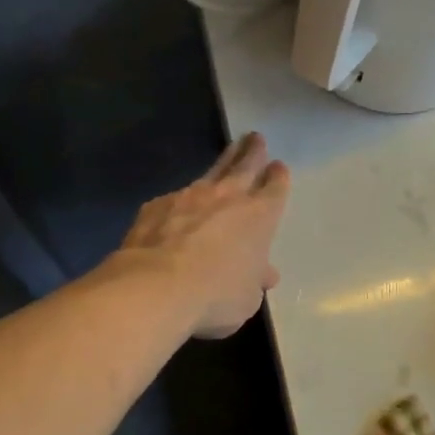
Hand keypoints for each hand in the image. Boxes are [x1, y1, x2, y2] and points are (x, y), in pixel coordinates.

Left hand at [118, 132, 290, 338]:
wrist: (156, 287)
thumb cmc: (215, 295)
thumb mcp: (247, 297)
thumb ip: (255, 280)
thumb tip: (263, 274)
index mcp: (259, 216)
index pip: (275, 188)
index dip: (278, 177)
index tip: (278, 167)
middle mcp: (228, 197)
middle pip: (245, 165)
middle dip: (253, 151)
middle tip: (256, 137)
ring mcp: (189, 196)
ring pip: (212, 172)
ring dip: (223, 161)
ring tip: (229, 150)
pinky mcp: (157, 205)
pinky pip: (175, 197)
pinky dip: (182, 198)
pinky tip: (178, 204)